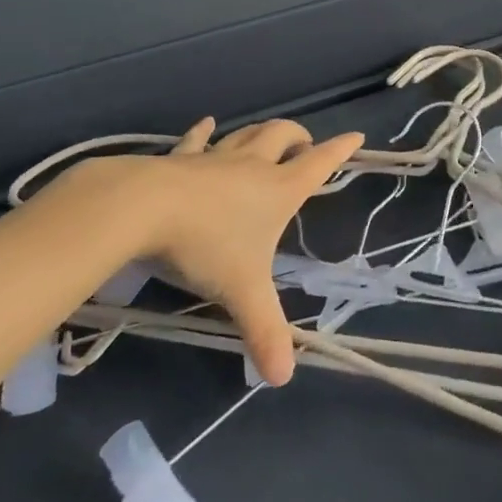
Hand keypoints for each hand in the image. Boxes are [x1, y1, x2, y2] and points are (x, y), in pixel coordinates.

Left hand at [48, 119, 362, 385]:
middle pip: (283, 136)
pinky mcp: (182, 158)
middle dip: (298, 136)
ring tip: (267, 136)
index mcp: (278, 190)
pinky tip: (207, 124)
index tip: (356, 135)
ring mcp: (216, 158)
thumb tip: (284, 377)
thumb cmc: (206, 245)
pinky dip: (205, 131)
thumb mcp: (242, 291)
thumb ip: (265, 331)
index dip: (340, 150)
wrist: (144, 208)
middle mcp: (252, 166)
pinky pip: (197, 139)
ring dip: (260, 133)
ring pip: (246, 134)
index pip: (319, 164)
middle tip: (304, 144)